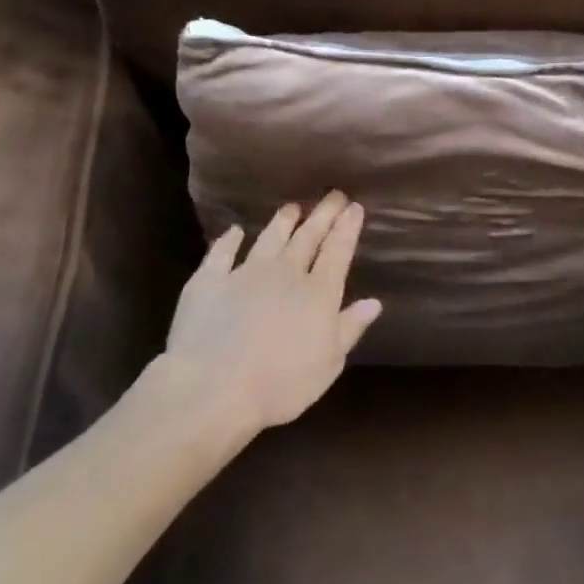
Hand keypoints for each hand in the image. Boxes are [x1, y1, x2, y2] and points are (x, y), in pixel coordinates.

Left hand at [162, 191, 381, 434]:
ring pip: (269, 238)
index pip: (338, 252)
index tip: (355, 207)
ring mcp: (244, 273)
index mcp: (318, 293)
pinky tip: (234, 231)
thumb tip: (374, 302)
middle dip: (322, 215)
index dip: (347, 228)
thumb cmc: (280, 384)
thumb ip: (350, 328)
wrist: (213, 387)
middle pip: (307, 237)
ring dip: (282, 221)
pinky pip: (221, 253)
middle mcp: (285, 273)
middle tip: (333, 195)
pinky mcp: (209, 281)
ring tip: (292, 206)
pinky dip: (228, 240)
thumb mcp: (328, 363)